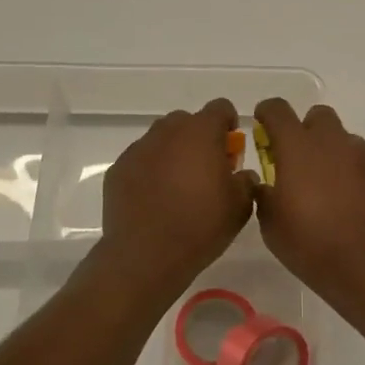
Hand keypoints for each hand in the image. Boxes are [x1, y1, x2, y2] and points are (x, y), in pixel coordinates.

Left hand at [94, 98, 255, 299]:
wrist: (146, 256)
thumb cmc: (200, 226)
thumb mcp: (240, 207)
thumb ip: (246, 181)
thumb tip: (241, 174)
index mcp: (201, 133)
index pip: (220, 108)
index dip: (229, 123)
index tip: (231, 148)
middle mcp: (167, 132)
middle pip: (187, 120)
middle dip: (199, 137)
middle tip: (206, 169)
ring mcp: (138, 149)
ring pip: (161, 138)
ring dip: (173, 152)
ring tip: (178, 185)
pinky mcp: (118, 169)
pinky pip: (140, 159)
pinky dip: (150, 170)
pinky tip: (155, 199)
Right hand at [252, 99, 364, 304]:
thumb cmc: (313, 247)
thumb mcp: (272, 226)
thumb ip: (266, 194)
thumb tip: (269, 183)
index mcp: (298, 148)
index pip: (277, 109)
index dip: (268, 115)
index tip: (265, 130)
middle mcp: (333, 140)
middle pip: (318, 117)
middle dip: (308, 133)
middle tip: (304, 166)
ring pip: (346, 142)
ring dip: (337, 158)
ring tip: (338, 196)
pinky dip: (363, 175)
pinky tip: (364, 205)